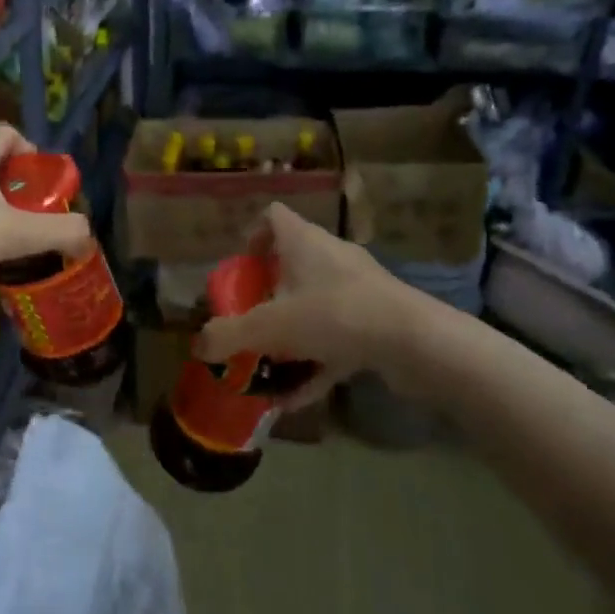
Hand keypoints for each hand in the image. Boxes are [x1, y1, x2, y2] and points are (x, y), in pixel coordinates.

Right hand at [193, 203, 450, 410]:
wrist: (416, 343)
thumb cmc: (334, 316)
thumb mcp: (269, 327)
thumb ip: (229, 336)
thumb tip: (198, 347)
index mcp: (304, 242)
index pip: (273, 216)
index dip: (252, 236)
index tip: (241, 267)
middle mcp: (332, 257)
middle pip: (292, 265)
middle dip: (267, 295)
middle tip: (249, 321)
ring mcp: (359, 289)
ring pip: (314, 305)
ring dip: (290, 334)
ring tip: (268, 365)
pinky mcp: (378, 320)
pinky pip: (336, 338)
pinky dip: (315, 362)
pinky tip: (295, 397)